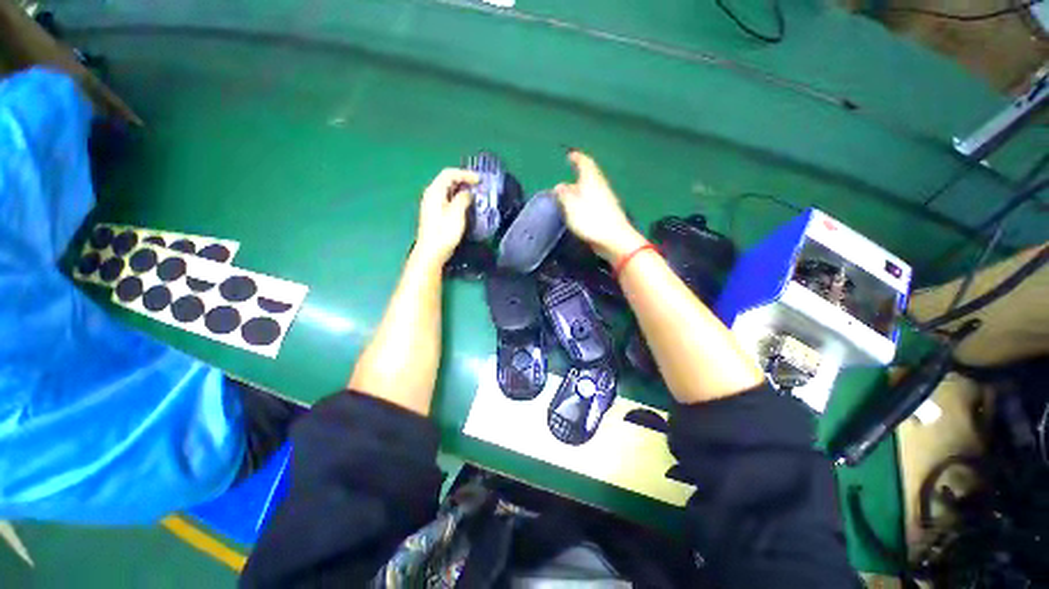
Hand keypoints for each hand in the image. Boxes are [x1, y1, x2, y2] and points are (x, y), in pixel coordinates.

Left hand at [414, 168, 478, 265]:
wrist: (432, 252)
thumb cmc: (444, 232)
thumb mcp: (456, 213)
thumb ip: (463, 198)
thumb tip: (467, 193)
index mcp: (435, 191)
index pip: (449, 173)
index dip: (465, 174)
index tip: (479, 180)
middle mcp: (431, 195)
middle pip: (447, 180)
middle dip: (464, 180)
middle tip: (478, 186)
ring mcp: (432, 205)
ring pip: (448, 191)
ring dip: (462, 190)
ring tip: (475, 195)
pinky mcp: (435, 215)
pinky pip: (448, 200)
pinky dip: (458, 198)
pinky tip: (466, 206)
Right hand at [554, 151, 645, 262]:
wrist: (614, 239)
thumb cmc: (591, 220)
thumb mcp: (571, 206)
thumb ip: (564, 195)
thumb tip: (559, 186)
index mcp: (591, 181)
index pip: (585, 163)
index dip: (577, 158)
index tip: (570, 155)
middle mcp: (600, 187)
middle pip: (590, 176)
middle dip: (579, 174)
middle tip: (568, 177)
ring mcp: (605, 200)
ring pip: (592, 188)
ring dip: (581, 188)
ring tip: (570, 193)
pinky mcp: (607, 213)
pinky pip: (593, 200)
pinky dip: (585, 199)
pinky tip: (580, 208)